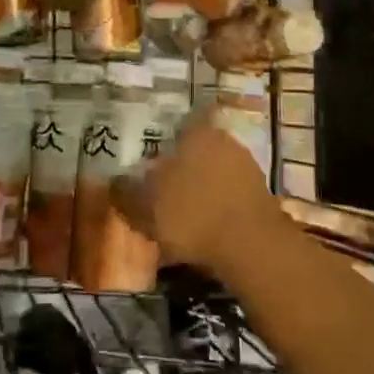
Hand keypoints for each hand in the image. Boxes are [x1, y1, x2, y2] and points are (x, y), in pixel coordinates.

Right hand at [112, 115, 284, 274]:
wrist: (252, 247)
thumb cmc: (191, 216)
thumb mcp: (144, 209)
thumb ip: (125, 194)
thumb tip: (112, 182)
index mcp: (196, 133)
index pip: (178, 125)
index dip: (164, 140)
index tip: (152, 158)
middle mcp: (224, 140)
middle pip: (197, 148)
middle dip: (183, 167)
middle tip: (163, 189)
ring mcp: (247, 166)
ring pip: (216, 172)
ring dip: (202, 188)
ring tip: (184, 214)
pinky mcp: (262, 194)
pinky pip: (231, 195)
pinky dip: (219, 207)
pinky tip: (207, 229)